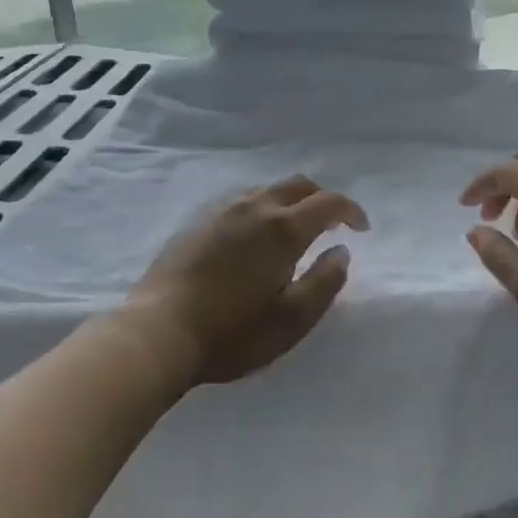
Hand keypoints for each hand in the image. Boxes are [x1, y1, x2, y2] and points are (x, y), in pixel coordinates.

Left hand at [122, 174, 368, 387]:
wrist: (157, 332)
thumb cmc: (233, 332)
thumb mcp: (292, 319)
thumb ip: (325, 281)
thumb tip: (341, 251)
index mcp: (283, 228)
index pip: (328, 202)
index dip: (350, 210)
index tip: (361, 228)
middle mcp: (255, 207)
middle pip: (298, 185)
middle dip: (322, 198)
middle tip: (331, 223)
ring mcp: (222, 210)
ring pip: (267, 190)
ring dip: (290, 202)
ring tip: (293, 229)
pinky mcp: (197, 222)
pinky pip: (241, 202)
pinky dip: (262, 208)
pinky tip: (253, 236)